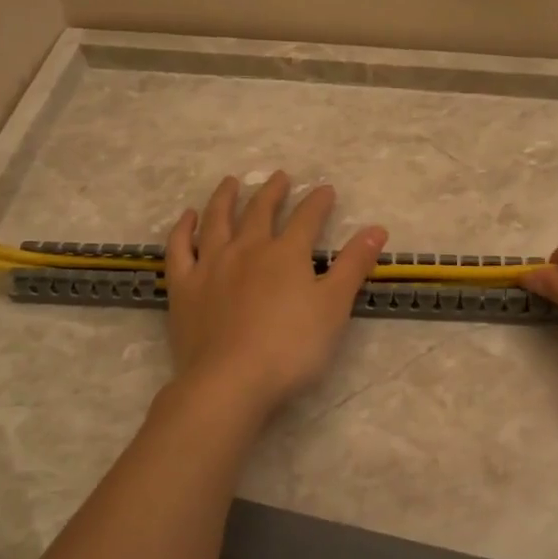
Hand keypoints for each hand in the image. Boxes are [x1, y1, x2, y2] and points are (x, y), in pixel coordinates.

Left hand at [161, 172, 387, 426]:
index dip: (318, 202)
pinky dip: (183, 229)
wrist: (230, 381)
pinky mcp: (184, 287)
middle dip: (272, 192)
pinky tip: (187, 218)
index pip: (306, 218)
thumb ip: (353, 265)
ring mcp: (211, 265)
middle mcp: (247, 249)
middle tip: (279, 177)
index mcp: (286, 253)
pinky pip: (179, 249)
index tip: (325, 189)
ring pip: (217, 220)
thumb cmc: (291, 347)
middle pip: (260, 211)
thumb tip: (377, 228)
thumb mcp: (334, 307)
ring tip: (231, 182)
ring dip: (225, 198)